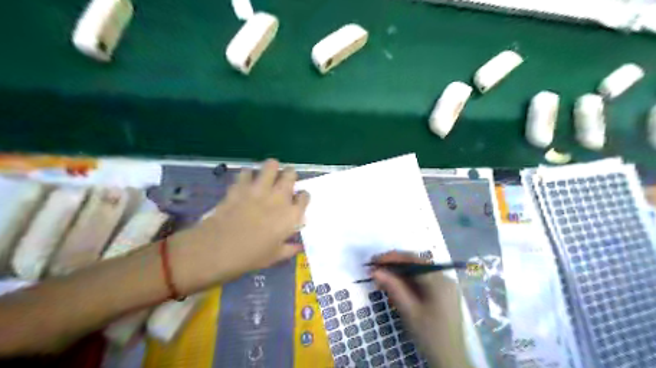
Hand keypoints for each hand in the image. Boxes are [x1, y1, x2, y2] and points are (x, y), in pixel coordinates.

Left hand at [171, 162, 310, 292]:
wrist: (218, 249)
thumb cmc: (250, 256)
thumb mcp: (274, 257)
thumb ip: (289, 249)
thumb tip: (298, 247)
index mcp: (290, 214)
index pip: (305, 196)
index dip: (302, 197)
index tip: (298, 200)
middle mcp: (278, 197)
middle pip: (290, 174)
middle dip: (290, 175)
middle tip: (284, 182)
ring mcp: (258, 189)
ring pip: (270, 165)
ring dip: (271, 169)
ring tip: (267, 176)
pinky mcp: (240, 186)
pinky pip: (246, 172)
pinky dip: (247, 175)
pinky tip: (246, 182)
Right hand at [368, 253, 471, 367]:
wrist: (450, 359)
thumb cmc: (429, 335)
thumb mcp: (409, 311)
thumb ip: (393, 288)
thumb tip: (375, 271)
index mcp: (439, 281)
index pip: (413, 260)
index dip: (392, 258)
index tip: (374, 261)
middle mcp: (444, 278)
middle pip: (416, 264)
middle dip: (394, 265)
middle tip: (375, 269)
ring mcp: (445, 286)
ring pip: (418, 272)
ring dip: (399, 274)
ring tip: (381, 279)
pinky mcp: (442, 294)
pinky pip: (422, 281)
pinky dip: (407, 282)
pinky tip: (395, 287)